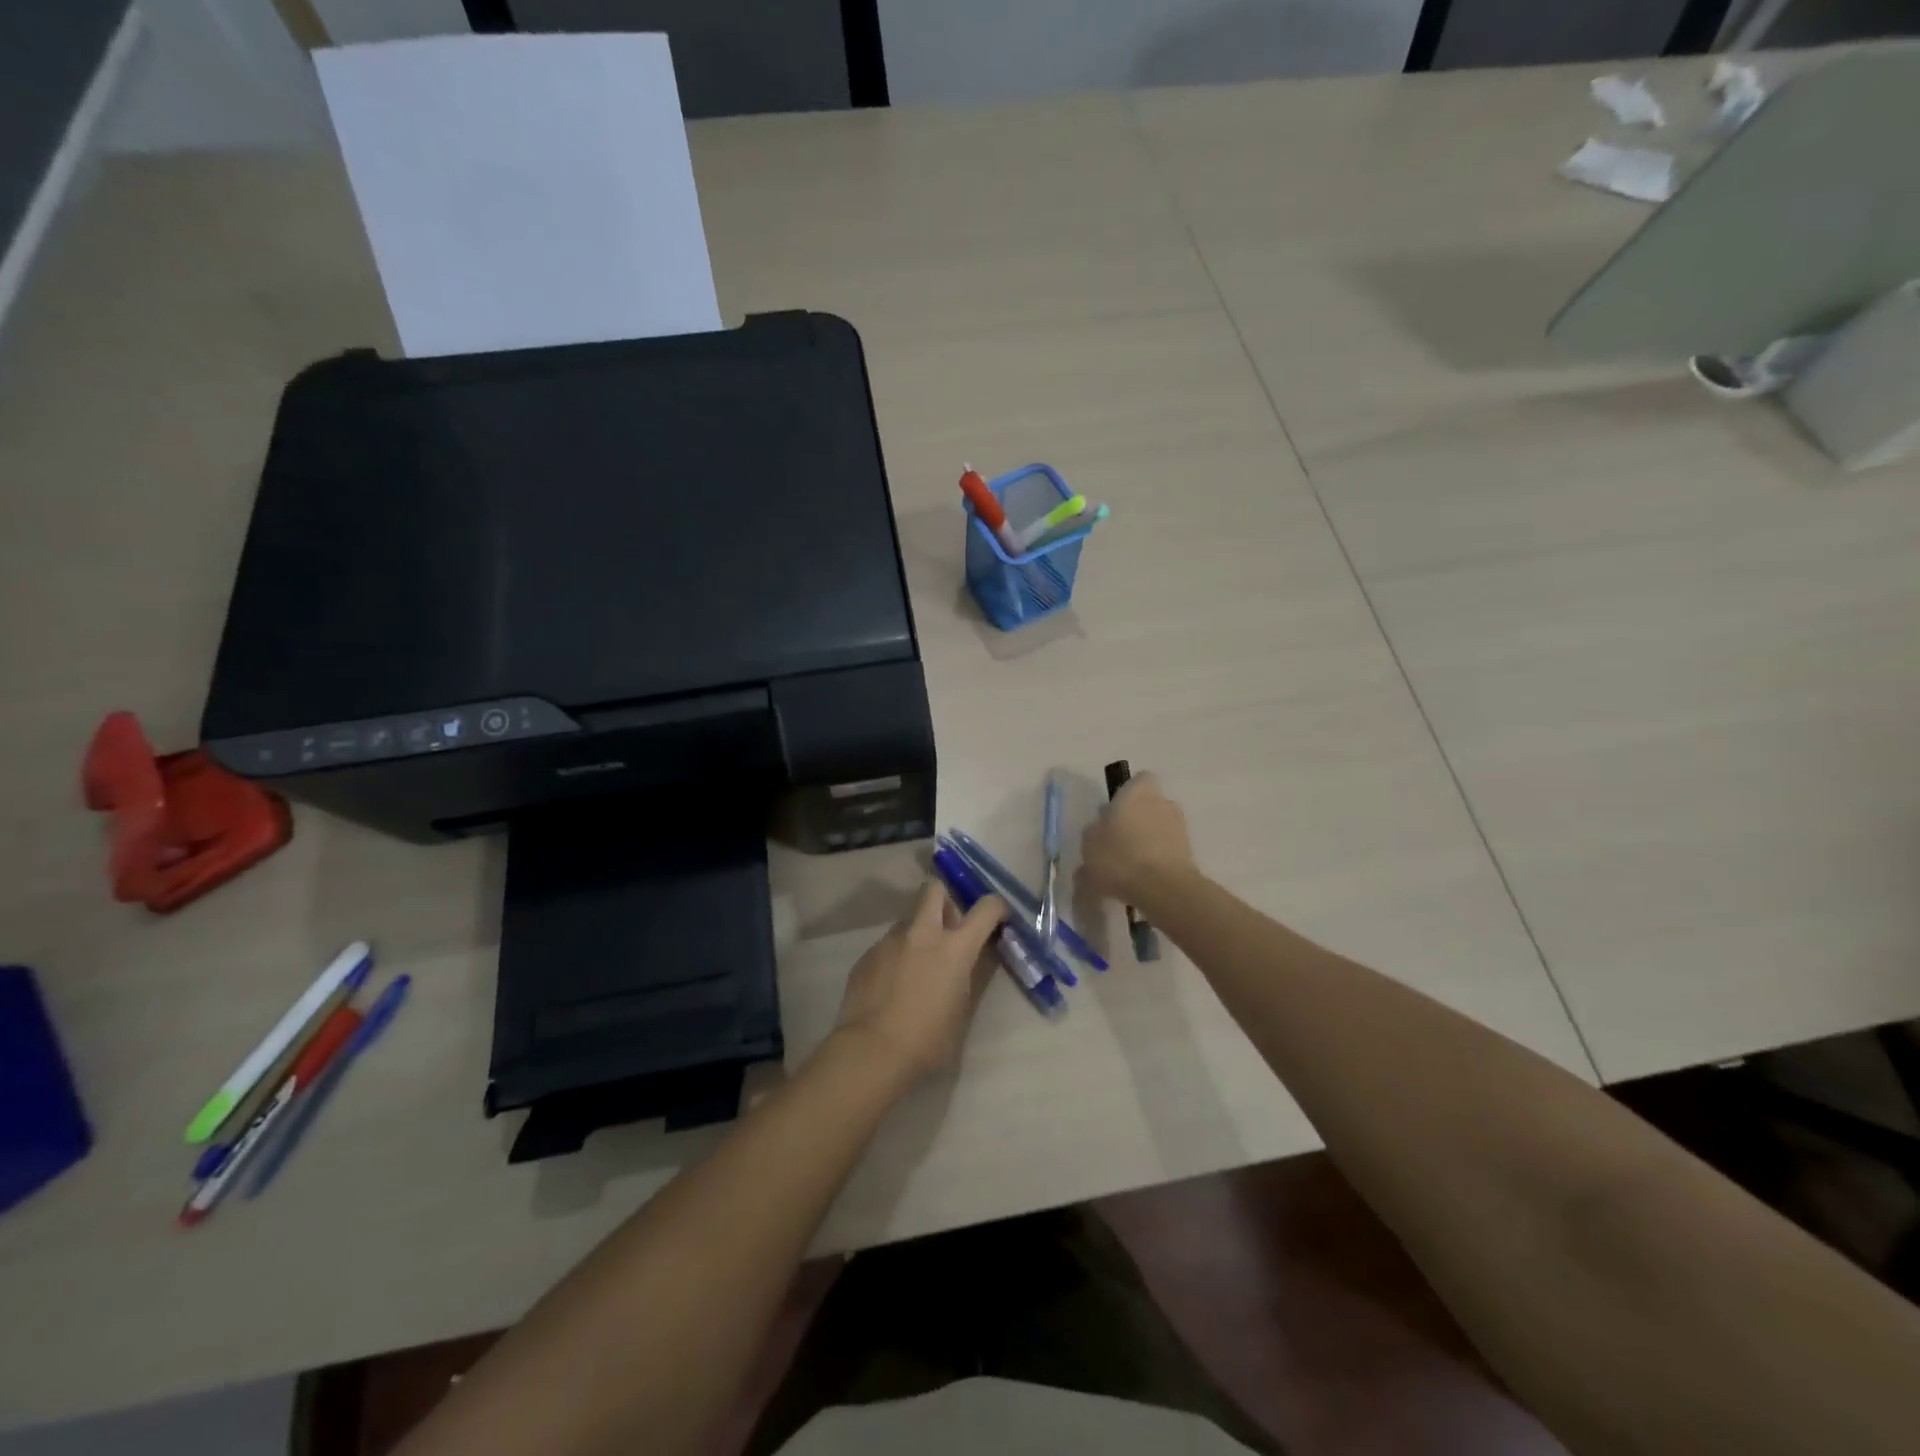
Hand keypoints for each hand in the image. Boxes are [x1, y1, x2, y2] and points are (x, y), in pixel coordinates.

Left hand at [830, 881, 1006, 1085]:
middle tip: (948, 928)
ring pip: (908, 920)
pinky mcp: (867, 955)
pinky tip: (892, 986)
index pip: (985, 908)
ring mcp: (890, 941)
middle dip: (945, 900)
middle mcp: (922, 933)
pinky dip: (896, 956)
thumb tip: (973, 960)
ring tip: (917, 968)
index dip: (997, 908)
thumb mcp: (963, 1011)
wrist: (871, 1052)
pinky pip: (888, 945)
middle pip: (934, 889)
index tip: (998, 919)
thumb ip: (970, 976)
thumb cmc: (928, 1041)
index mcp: (954, 948)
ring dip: (918, 933)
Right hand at [1079, 771, 1196, 906]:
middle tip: (1117, 841)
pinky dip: (1156, 859)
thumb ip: (1094, 831)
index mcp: (1136, 792)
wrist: (1163, 889)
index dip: (1127, 793)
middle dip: (1136, 819)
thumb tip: (1101, 828)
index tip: (1114, 812)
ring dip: (1147, 840)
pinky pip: (1167, 850)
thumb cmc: (1119, 857)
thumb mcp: (1089, 843)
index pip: (1139, 780)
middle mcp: (1162, 802)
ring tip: (1128, 865)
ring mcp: (1179, 827)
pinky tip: (1140, 879)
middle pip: (1149, 805)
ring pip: (1159, 828)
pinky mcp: (1189, 852)